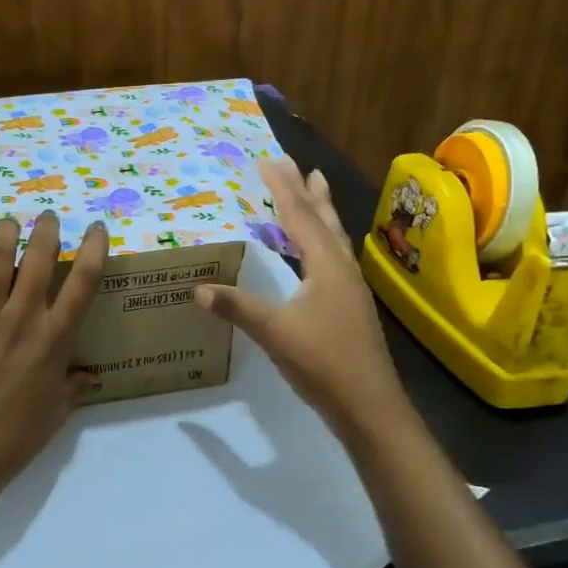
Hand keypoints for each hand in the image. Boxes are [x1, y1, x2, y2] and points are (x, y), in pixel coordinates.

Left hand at [0, 211, 108, 496]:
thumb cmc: (14, 438)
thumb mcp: (56, 413)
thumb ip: (74, 386)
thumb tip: (92, 375)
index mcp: (54, 338)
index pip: (83, 281)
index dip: (94, 248)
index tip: (96, 227)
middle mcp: (22, 317)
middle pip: (40, 257)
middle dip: (47, 229)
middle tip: (47, 217)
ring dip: (4, 232)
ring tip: (8, 223)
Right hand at [196, 156, 404, 439]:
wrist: (369, 406)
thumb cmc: (324, 362)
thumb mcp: (275, 332)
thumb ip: (238, 308)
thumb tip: (198, 289)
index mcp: (326, 266)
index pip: (300, 217)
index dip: (283, 188)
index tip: (269, 161)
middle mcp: (342, 269)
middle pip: (324, 220)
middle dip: (308, 191)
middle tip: (298, 164)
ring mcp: (350, 289)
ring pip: (334, 238)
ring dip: (322, 211)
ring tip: (317, 188)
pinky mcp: (351, 307)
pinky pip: (334, 258)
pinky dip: (323, 240)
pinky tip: (319, 251)